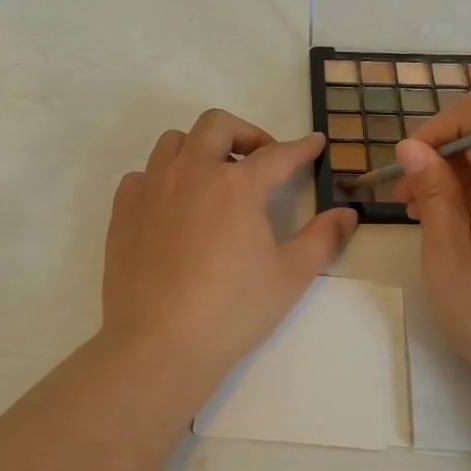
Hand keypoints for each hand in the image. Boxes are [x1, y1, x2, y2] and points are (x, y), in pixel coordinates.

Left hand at [101, 109, 357, 388]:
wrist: (159, 345)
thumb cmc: (232, 311)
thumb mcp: (290, 277)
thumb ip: (323, 239)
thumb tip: (347, 213)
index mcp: (236, 186)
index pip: (277, 154)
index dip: (301, 147)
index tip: (314, 143)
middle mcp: (192, 173)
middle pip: (217, 125)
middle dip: (245, 133)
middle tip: (260, 160)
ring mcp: (151, 189)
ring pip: (174, 142)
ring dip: (200, 149)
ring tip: (214, 179)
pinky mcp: (123, 211)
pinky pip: (142, 175)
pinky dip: (162, 178)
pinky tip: (173, 207)